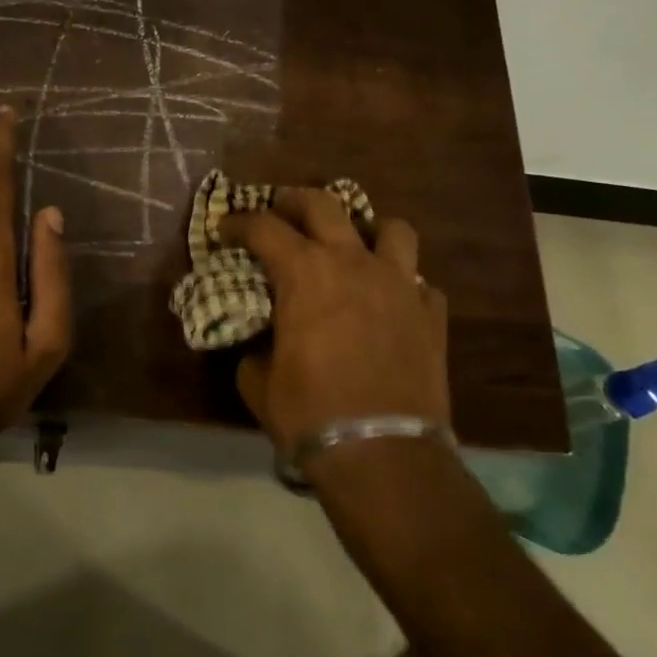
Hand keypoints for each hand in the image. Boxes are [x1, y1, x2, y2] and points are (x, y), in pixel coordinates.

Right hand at [218, 189, 449, 450]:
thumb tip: (261, 340)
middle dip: (294, 201)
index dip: (239, 223)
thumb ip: (256, 346)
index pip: (264, 227)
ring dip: (367, 231)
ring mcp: (400, 284)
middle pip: (324, 204)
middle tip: (279, 210)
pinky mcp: (431, 313)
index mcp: (305, 273)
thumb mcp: (258, 380)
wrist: (382, 455)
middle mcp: (354, 263)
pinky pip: (418, 281)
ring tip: (353, 247)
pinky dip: (400, 284)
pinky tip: (389, 303)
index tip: (225, 228)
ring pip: (392, 229)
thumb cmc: (309, 413)